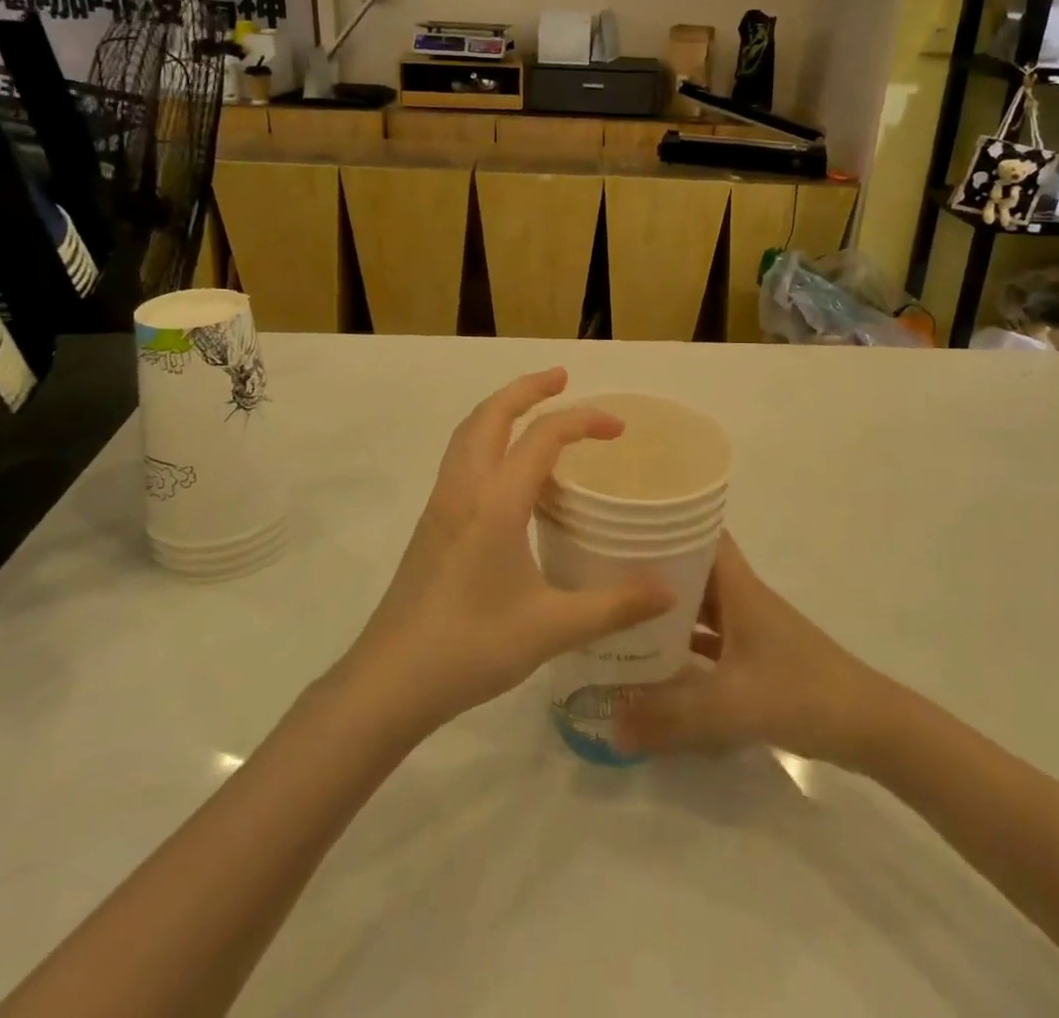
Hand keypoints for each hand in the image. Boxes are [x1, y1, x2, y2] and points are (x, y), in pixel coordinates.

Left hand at [347, 369, 675, 733]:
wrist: (389, 680)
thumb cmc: (470, 647)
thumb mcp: (551, 629)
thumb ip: (614, 606)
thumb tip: (668, 591)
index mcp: (494, 502)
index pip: (542, 437)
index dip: (583, 421)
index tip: (618, 428)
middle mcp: (464, 489)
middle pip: (491, 415)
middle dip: (527, 388)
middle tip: (562, 378)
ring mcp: (441, 505)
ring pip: (467, 433)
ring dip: (500, 409)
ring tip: (534, 409)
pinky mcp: (431, 524)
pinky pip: (460, 458)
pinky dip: (486, 438)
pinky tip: (507, 471)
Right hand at [614, 535, 881, 766]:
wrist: (869, 727)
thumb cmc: (801, 694)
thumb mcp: (731, 706)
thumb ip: (671, 717)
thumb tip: (609, 728)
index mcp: (738, 588)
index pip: (701, 534)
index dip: (666, 524)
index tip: (624, 526)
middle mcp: (741, 599)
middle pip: (692, 571)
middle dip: (652, 573)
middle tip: (604, 577)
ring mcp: (750, 629)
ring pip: (699, 608)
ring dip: (667, 613)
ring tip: (619, 618)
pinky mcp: (756, 659)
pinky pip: (710, 642)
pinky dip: (684, 648)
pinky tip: (656, 666)